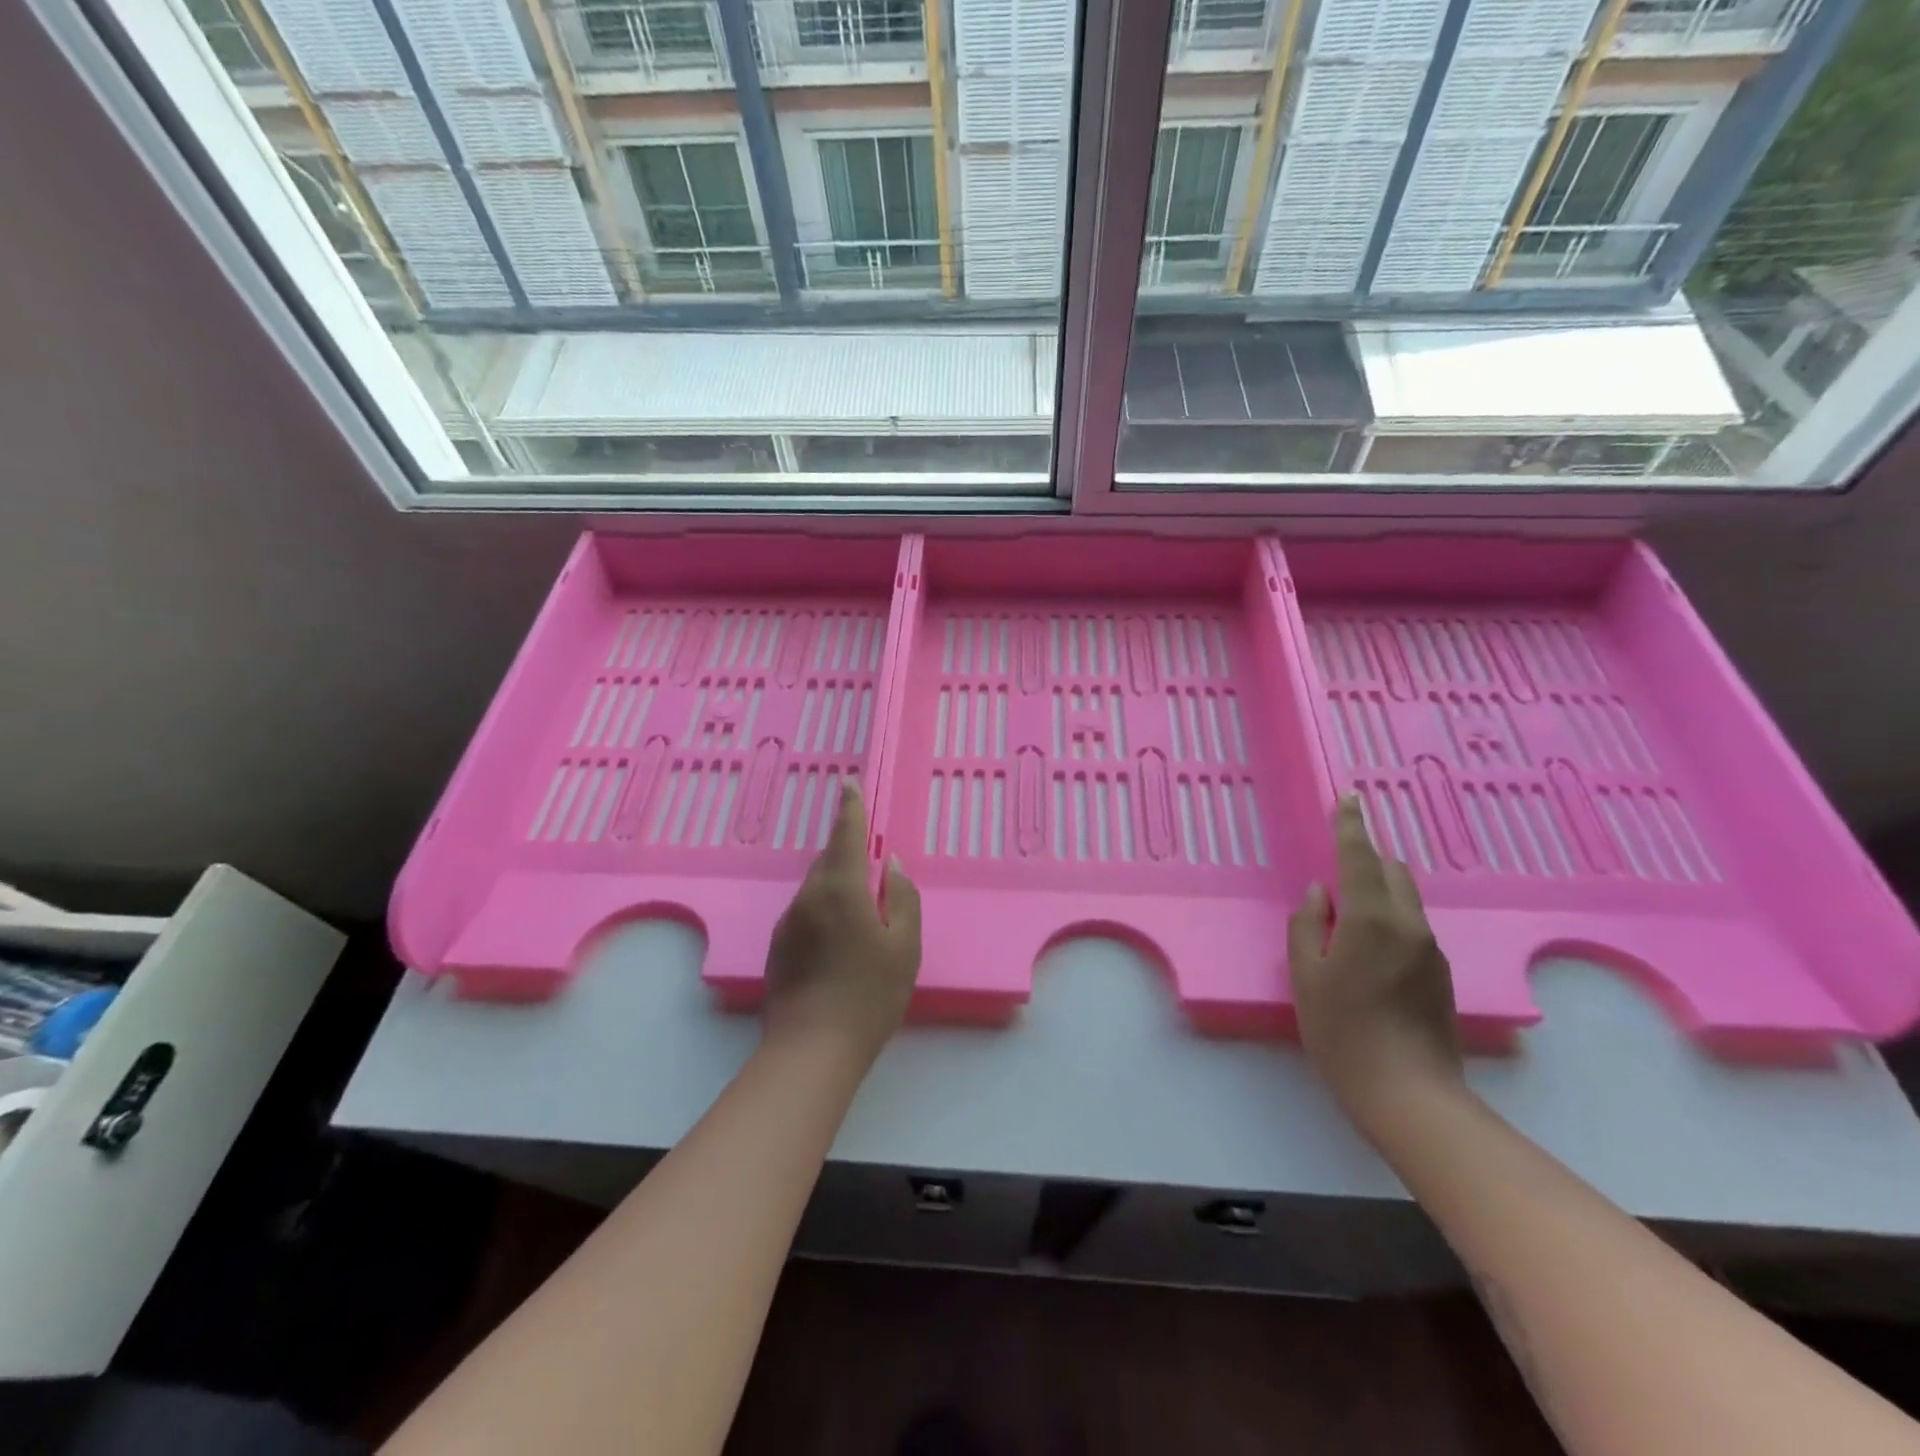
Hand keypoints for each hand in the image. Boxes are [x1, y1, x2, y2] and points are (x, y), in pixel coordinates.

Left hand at [763, 782, 921, 1063]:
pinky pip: (807, 913)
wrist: (812, 1049)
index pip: (845, 834)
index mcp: (841, 888)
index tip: (848, 783)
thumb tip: (892, 865)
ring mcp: (789, 922)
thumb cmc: (870, 994)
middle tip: (872, 865)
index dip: (850, 807)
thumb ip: (903, 898)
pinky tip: (840, 942)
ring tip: (862, 913)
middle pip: (829, 861)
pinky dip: (825, 911)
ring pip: (816, 888)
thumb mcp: (905, 945)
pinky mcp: (779, 947)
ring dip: (838, 886)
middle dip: (848, 853)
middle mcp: (808, 896)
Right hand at [1288, 796, 1464, 1134]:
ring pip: (1405, 899)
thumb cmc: (1341, 1031)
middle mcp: (1409, 925)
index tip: (1348, 798)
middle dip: (1366, 858)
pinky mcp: (1439, 974)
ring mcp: (1431, 950)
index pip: (1360, 857)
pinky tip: (1368, 950)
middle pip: (1392, 871)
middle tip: (1337, 866)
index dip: (1351, 825)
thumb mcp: (1306, 976)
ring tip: (1348, 914)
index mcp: (1371, 919)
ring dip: (1378, 890)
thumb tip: (1320, 895)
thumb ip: (1308, 926)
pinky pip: (1411, 926)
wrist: (1408, 1093)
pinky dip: (1389, 917)